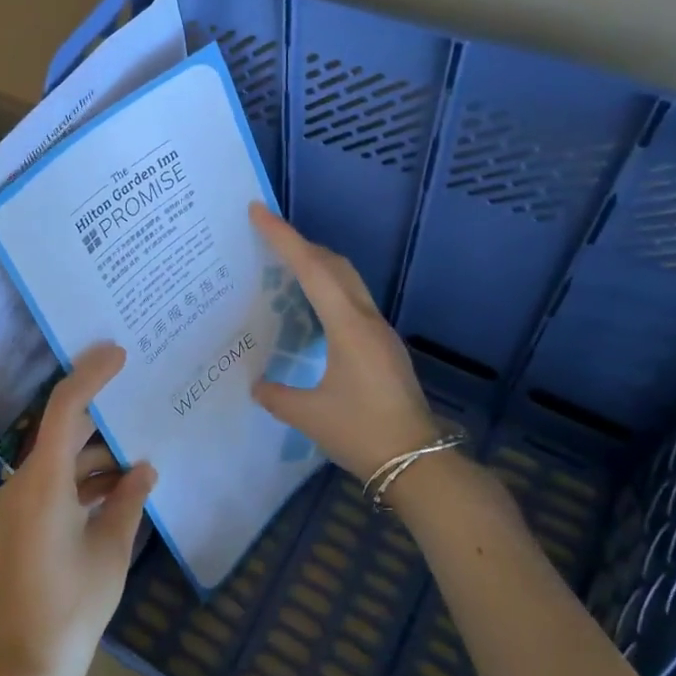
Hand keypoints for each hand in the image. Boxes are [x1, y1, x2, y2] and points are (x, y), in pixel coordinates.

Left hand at [0, 344, 155, 675]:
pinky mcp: (22, 522)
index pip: (66, 409)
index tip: (119, 354)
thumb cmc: (72, 607)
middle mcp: (25, 483)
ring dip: (97, 453)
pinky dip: (84, 479)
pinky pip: (55, 483)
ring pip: (61, 458)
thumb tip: (144, 469)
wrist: (23, 663)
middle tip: (138, 393)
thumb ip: (128, 501)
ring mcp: (19, 503)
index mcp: (45, 482)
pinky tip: (119, 486)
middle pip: (63, 429)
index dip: (91, 375)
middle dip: (100, 411)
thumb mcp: (111, 551)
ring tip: (140, 447)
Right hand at [248, 203, 439, 480]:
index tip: (259, 211)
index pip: (311, 268)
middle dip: (301, 244)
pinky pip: (351, 302)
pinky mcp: (383, 347)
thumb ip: (277, 396)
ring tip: (284, 267)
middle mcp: (367, 320)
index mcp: (348, 326)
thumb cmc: (362, 433)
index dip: (283, 237)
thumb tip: (257, 385)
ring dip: (317, 265)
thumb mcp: (309, 416)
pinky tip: (311, 310)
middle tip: (267, 237)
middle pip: (334, 265)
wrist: (419, 463)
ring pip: (347, 281)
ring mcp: (380, 332)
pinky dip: (327, 290)